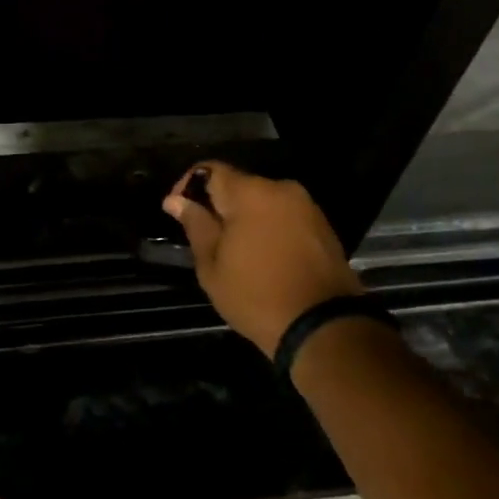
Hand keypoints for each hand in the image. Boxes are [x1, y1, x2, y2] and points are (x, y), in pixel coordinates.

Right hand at [163, 162, 362, 357]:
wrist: (323, 327)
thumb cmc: (256, 296)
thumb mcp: (212, 265)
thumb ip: (195, 225)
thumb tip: (175, 200)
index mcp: (250, 193)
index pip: (210, 170)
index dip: (188, 186)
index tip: (177, 211)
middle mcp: (280, 189)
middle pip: (238, 185)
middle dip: (218, 205)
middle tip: (205, 237)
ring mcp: (306, 206)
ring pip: (263, 201)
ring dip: (245, 217)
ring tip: (235, 250)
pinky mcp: (323, 226)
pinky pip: (284, 216)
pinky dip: (268, 227)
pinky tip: (263, 256)